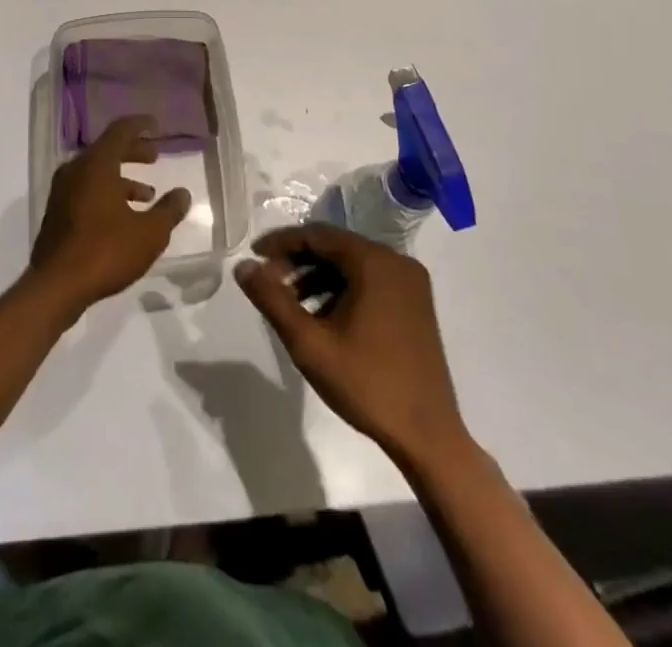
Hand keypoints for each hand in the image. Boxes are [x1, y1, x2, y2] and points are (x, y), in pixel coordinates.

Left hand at [28, 117, 191, 319]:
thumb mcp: (149, 233)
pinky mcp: (57, 213)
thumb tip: (183, 193)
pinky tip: (124, 216)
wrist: (57, 286)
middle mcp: (76, 170)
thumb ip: (169, 210)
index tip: (156, 125)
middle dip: (133, 151)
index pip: (120, 131)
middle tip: (155, 157)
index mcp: (96, 165)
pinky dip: (107, 193)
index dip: (139, 126)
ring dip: (122, 178)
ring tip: (147, 194)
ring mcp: (62, 192)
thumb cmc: (106, 251)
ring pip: (96, 173)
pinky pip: (86, 190)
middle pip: (107, 150)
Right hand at [236, 224, 469, 467]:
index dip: (281, 242)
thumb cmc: (366, 384)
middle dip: (298, 261)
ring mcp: (410, 283)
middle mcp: (396, 261)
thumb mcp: (309, 343)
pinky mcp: (415, 303)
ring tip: (291, 303)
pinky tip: (323, 316)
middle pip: (335, 246)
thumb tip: (243, 266)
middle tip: (269, 283)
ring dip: (318, 276)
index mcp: (374, 262)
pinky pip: (369, 280)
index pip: (317, 234)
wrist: (428, 437)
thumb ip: (272, 299)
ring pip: (352, 264)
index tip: (253, 256)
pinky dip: (342, 289)